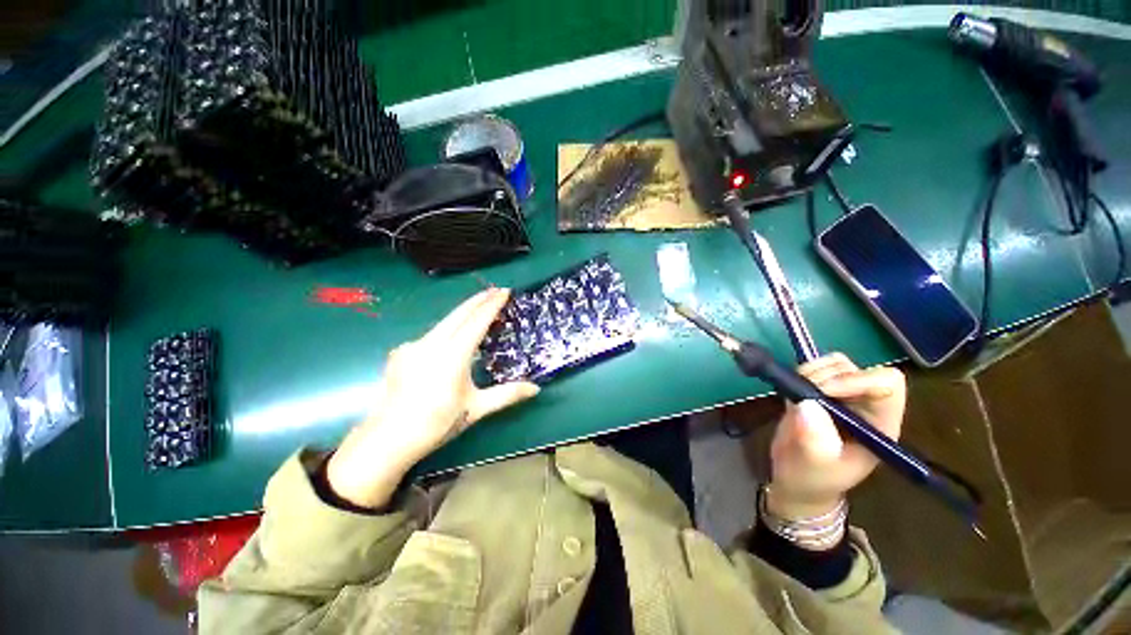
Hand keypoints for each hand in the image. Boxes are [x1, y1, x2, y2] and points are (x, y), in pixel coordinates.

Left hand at [327, 288, 539, 508]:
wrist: (387, 439)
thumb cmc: (437, 423)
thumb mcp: (476, 408)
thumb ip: (507, 394)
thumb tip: (536, 389)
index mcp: (452, 356)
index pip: (476, 322)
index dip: (492, 305)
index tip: (504, 292)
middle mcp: (431, 344)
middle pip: (459, 314)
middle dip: (479, 300)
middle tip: (496, 290)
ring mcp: (413, 346)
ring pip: (444, 322)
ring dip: (463, 313)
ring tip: (479, 308)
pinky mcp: (401, 352)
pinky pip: (430, 335)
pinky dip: (447, 329)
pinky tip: (452, 337)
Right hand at [767, 353, 905, 521]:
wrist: (796, 479)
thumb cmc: (812, 478)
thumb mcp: (814, 466)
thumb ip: (816, 441)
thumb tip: (806, 404)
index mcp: (878, 425)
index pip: (886, 385)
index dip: (856, 380)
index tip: (822, 392)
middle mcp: (866, 405)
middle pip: (858, 369)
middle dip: (826, 377)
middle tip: (802, 395)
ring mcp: (844, 396)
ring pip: (837, 364)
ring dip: (812, 372)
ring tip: (796, 394)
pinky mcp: (821, 390)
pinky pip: (818, 367)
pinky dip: (802, 372)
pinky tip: (793, 391)